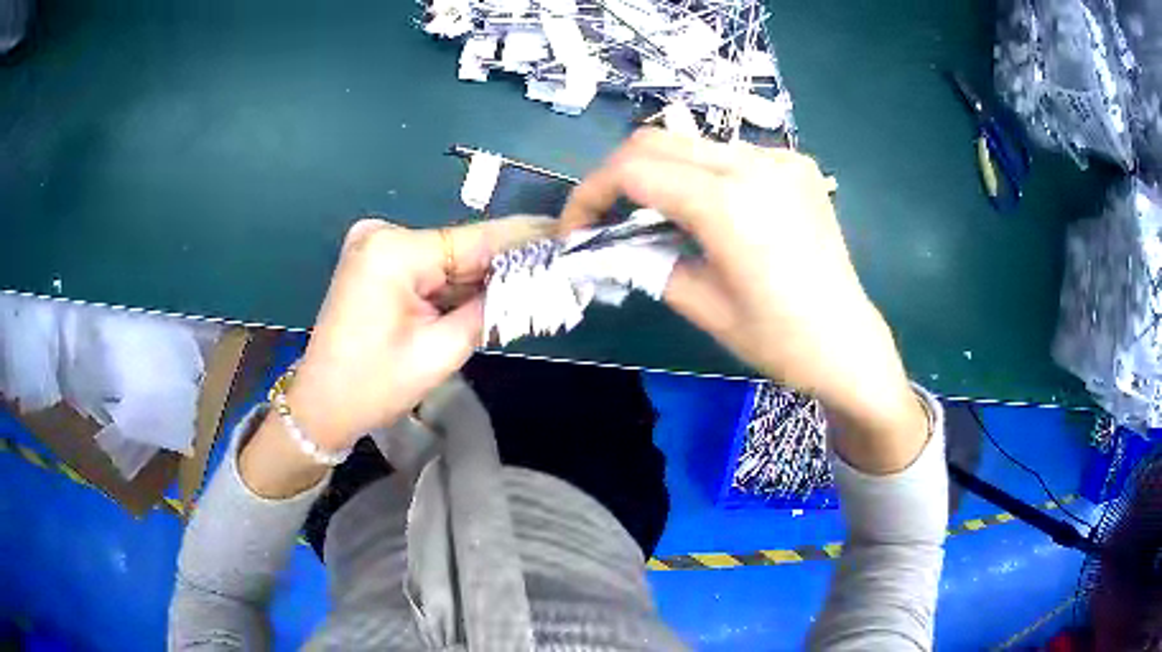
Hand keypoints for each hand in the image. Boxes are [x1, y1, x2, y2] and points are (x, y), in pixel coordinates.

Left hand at [240, 216, 552, 497]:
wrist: (321, 405)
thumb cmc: (373, 386)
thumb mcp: (440, 352)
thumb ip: (488, 310)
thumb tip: (531, 282)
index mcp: (394, 251)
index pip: (476, 241)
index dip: (525, 241)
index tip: (568, 237)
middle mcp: (383, 235)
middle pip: (461, 248)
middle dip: (506, 264)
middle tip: (557, 270)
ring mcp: (376, 246)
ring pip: (447, 259)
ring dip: (483, 276)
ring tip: (533, 284)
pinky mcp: (375, 262)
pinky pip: (428, 268)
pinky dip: (455, 284)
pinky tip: (490, 293)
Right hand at [561, 130, 926, 471]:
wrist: (848, 343)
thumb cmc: (778, 339)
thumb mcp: (701, 305)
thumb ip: (646, 260)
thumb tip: (611, 242)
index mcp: (727, 203)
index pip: (632, 170)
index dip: (590, 193)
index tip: (576, 227)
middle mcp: (753, 163)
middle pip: (656, 140)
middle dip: (618, 176)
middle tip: (607, 218)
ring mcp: (779, 158)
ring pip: (691, 144)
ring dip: (660, 173)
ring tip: (658, 219)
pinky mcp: (795, 165)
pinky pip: (729, 155)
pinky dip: (702, 175)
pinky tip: (712, 212)